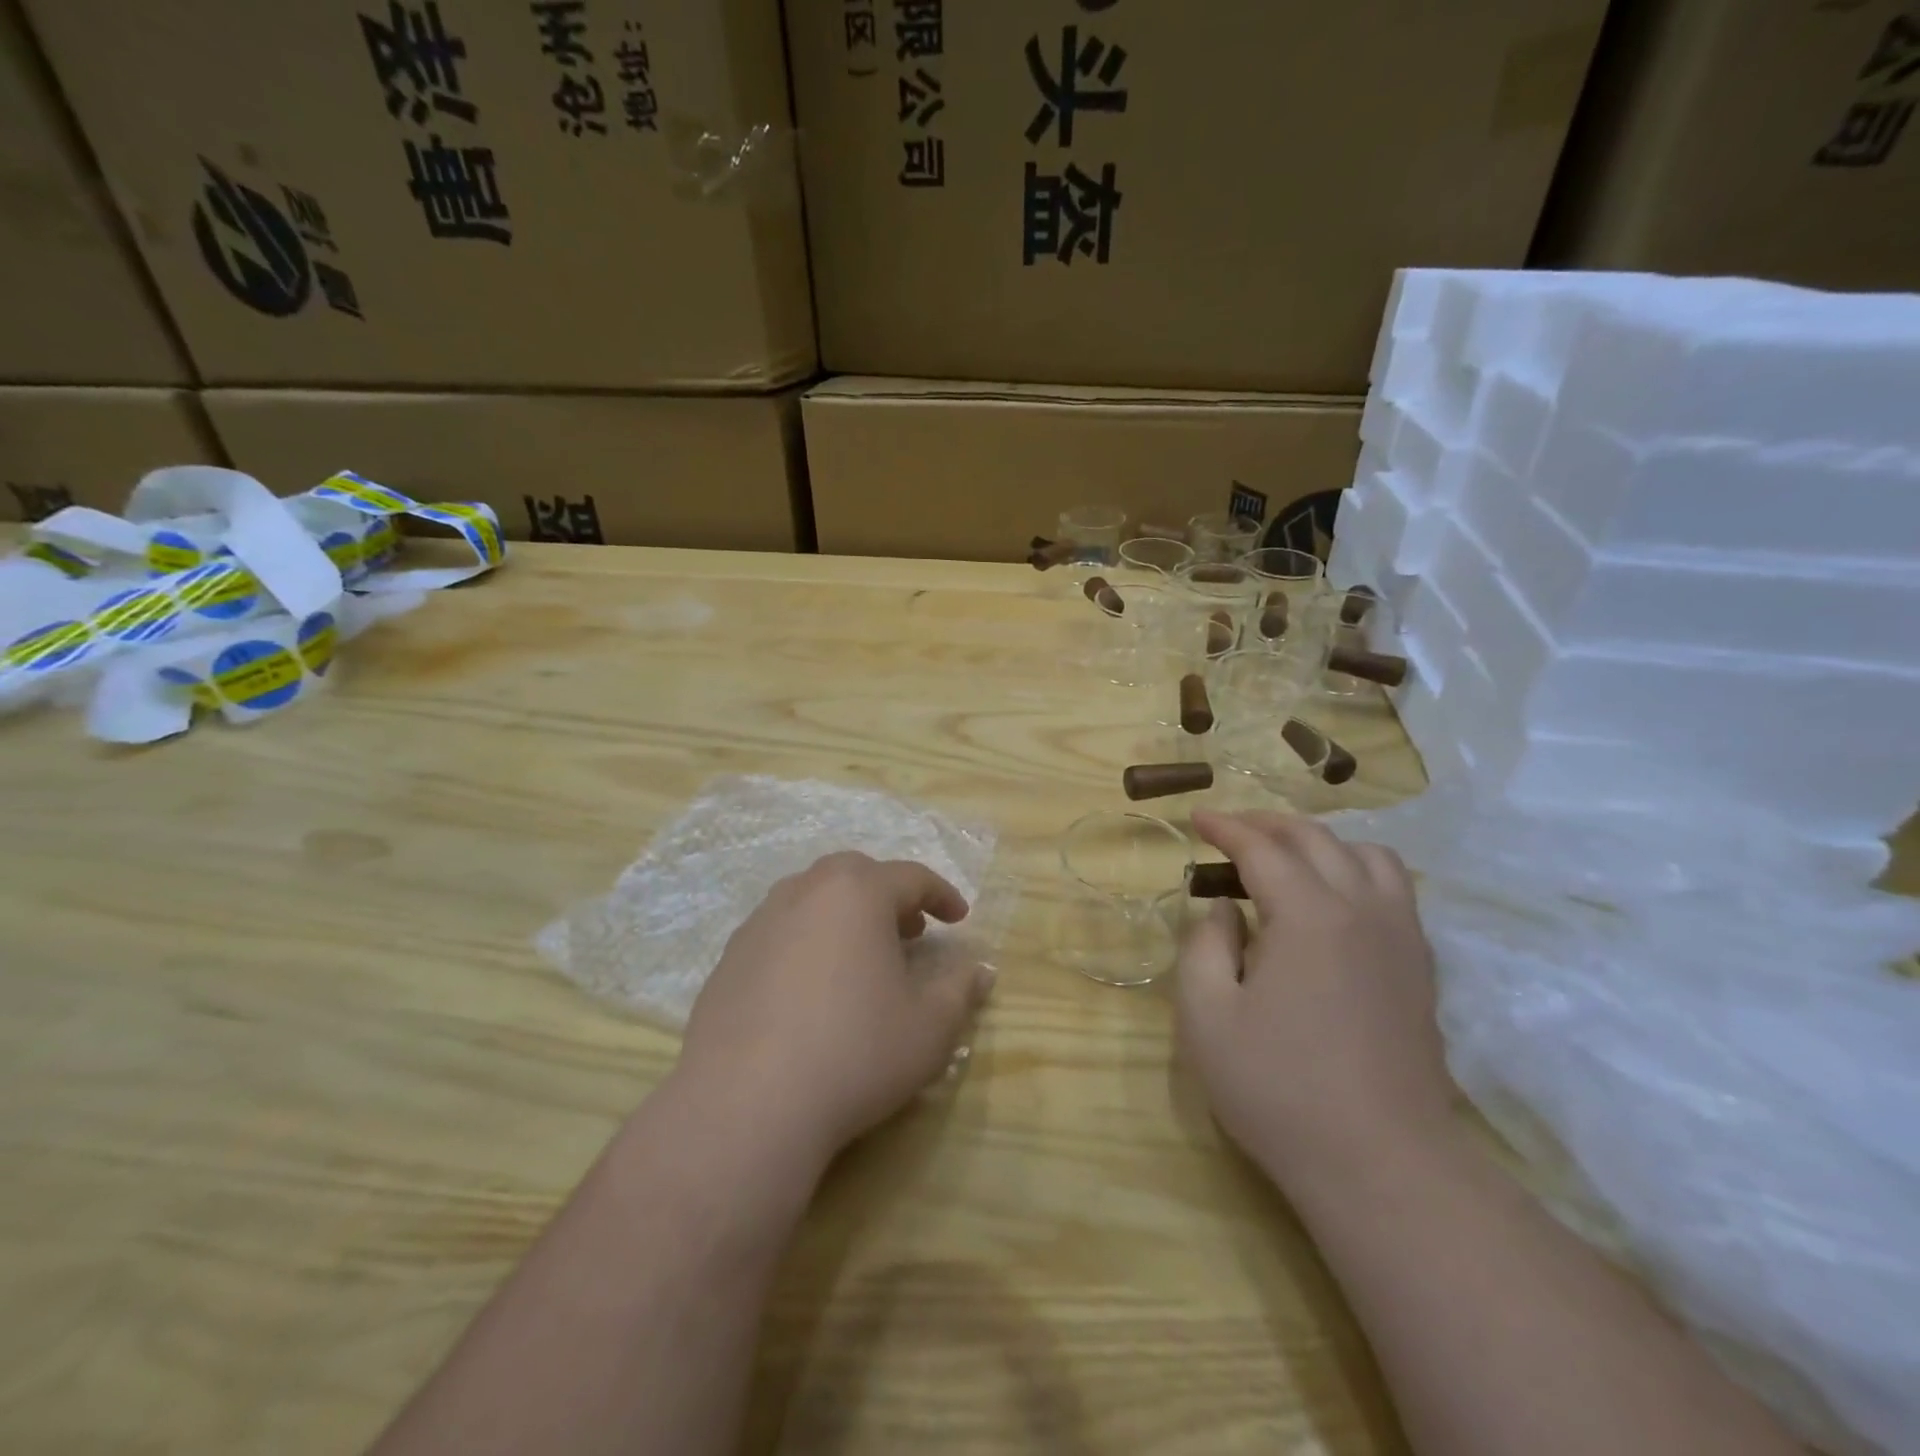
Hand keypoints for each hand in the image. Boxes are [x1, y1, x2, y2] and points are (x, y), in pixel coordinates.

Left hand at [674, 852, 992, 1171]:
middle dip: (890, 896)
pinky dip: (808, 942)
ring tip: (862, 957)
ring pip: (813, 899)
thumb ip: (960, 989)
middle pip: (856, 875)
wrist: (746, 1104)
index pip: (911, 877)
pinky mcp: (729, 958)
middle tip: (911, 931)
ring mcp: (760, 922)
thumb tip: (980, 970)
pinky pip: (780, 932)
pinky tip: (812, 989)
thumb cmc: (855, 1052)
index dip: (942, 895)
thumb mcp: (929, 1026)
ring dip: (846, 916)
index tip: (959, 918)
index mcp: (857, 892)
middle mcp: (805, 892)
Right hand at [1176, 810, 1454, 1187]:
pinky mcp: (1421, 968)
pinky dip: (1357, 870)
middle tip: (1232, 830)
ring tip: (1287, 857)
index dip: (1226, 827)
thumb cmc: (1279, 1088)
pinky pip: (1394, 890)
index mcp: (1309, 914)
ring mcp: (1401, 938)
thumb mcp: (1206, 1016)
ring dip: (1321, 842)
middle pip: (1317, 840)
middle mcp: (1363, 909)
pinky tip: (1334, 899)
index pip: (1263, 848)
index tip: (1197, 817)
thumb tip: (1226, 910)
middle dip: (1269, 824)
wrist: (1382, 1164)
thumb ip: (1204, 946)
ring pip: (1369, 855)